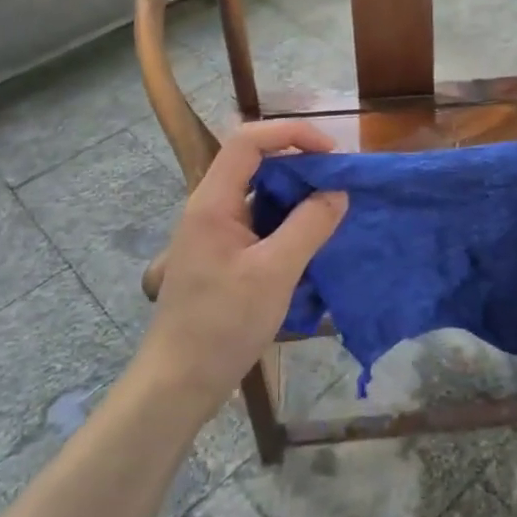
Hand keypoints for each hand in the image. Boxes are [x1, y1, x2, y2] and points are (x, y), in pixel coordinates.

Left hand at [137, 120, 347, 422]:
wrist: (178, 383)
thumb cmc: (222, 325)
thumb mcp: (274, 273)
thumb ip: (309, 226)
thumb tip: (337, 192)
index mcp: (213, 202)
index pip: (248, 140)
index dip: (291, 134)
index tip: (331, 154)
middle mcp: (210, 208)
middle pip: (255, 162)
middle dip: (299, 163)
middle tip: (338, 182)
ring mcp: (215, 232)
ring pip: (259, 193)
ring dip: (295, 194)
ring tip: (332, 209)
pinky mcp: (223, 255)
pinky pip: (259, 221)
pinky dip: (287, 220)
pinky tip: (311, 240)